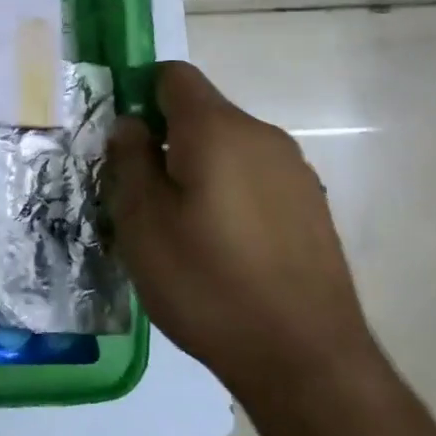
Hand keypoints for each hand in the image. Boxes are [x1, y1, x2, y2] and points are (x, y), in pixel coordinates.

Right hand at [104, 62, 376, 401]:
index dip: (140, 94)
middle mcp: (263, 136)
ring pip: (228, 148)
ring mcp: (295, 172)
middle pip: (202, 113)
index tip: (122, 140)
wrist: (305, 359)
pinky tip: (221, 248)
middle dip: (166, 139)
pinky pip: (255, 178)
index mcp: (217, 130)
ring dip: (197, 169)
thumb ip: (130, 160)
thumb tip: (131, 125)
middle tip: (140, 195)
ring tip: (179, 228)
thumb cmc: (206, 282)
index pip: (174, 76)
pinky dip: (229, 193)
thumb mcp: (142, 221)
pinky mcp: (312, 207)